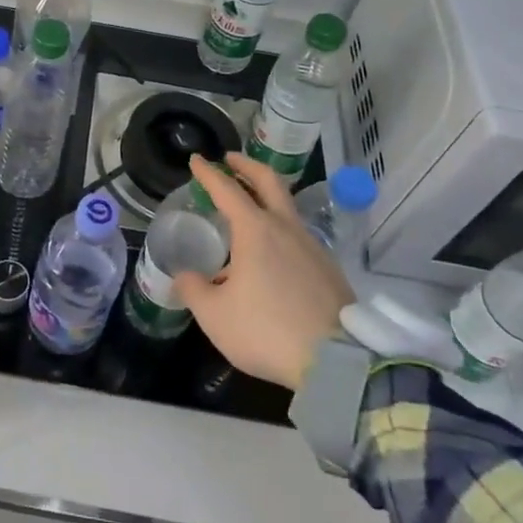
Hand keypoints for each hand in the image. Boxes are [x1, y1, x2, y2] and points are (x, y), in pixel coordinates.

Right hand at [174, 154, 353, 390]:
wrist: (337, 361)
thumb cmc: (266, 330)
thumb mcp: (214, 315)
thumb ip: (194, 289)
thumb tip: (186, 277)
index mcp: (255, 230)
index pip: (226, 189)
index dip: (208, 173)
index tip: (197, 160)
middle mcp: (285, 228)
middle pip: (268, 181)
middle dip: (247, 166)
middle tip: (230, 160)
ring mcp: (312, 247)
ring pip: (287, 209)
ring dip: (265, 199)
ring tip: (247, 213)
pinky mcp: (329, 269)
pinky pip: (298, 237)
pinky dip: (280, 231)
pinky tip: (271, 255)